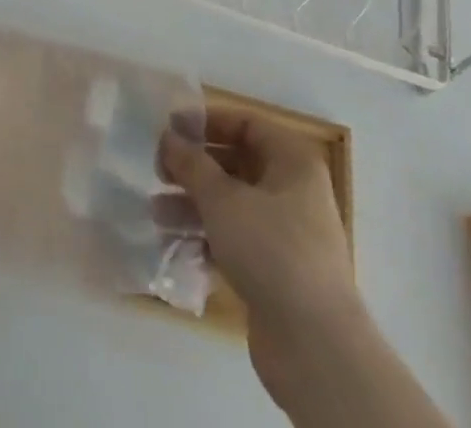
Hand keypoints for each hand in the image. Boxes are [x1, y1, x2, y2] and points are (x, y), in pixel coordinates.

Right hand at [162, 110, 360, 408]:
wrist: (315, 348)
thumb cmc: (271, 250)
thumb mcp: (223, 198)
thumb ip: (191, 163)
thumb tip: (168, 136)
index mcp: (292, 161)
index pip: (246, 124)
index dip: (207, 122)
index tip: (170, 128)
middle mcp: (293, 191)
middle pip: (236, 164)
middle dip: (194, 168)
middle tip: (157, 171)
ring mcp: (286, 234)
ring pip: (232, 205)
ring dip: (193, 205)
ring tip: (155, 213)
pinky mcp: (276, 272)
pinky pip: (235, 241)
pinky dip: (207, 239)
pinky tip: (173, 246)